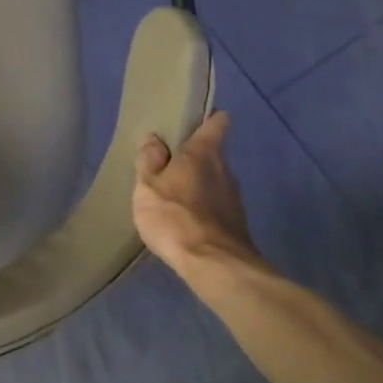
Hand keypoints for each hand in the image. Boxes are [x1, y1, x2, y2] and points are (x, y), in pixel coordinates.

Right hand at [132, 112, 258, 274]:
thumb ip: (149, 161)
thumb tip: (154, 139)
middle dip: (192, 156)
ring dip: (196, 183)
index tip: (195, 119)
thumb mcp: (147, 186)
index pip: (215, 124)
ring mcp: (233, 197)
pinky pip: (215, 203)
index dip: (208, 118)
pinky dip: (202, 206)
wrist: (214, 264)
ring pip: (213, 179)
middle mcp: (224, 169)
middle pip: (212, 154)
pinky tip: (184, 219)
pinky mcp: (235, 222)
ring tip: (172, 194)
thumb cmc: (174, 217)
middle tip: (166, 164)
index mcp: (202, 154)